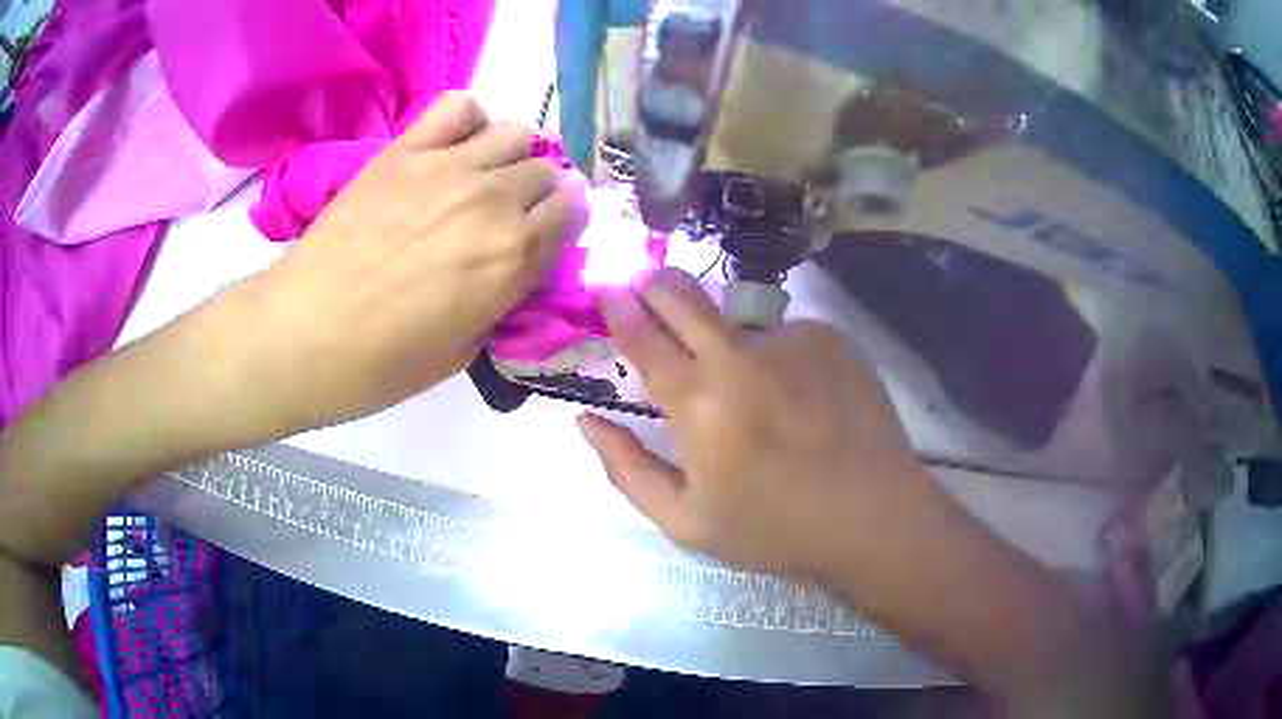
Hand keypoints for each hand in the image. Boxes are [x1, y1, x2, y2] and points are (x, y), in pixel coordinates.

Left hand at [226, 92, 588, 432]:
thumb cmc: (381, 364)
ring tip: (480, 181)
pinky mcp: (405, 149)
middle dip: (536, 196)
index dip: (560, 226)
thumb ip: (501, 301)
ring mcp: (448, 166)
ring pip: (515, 133)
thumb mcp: (463, 353)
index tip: (542, 239)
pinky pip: (458, 106)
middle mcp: (493, 201)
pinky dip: (467, 122)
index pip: (571, 214)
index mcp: (514, 257)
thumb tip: (513, 271)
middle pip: (545, 172)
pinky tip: (451, 148)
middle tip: (506, 218)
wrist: (303, 334)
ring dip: (508, 157)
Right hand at [579, 269, 948, 583]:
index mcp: (698, 404)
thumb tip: (586, 420)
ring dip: (727, 340)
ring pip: (737, 319)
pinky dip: (779, 358)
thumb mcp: (686, 522)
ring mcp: (790, 339)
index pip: (642, 335)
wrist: (873, 514)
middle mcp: (740, 355)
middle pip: (682, 292)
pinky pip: (785, 335)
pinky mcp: (829, 337)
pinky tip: (802, 398)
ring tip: (758, 395)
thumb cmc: (775, 527)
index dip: (617, 305)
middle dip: (655, 283)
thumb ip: (627, 469)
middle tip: (649, 291)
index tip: (606, 287)